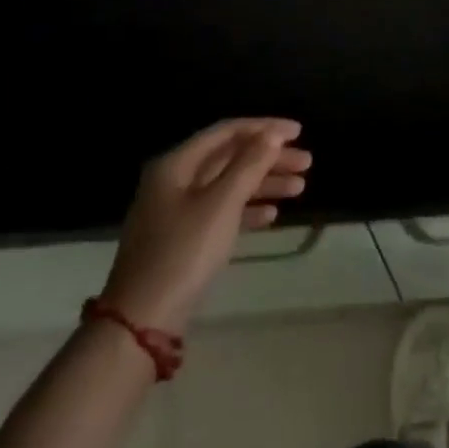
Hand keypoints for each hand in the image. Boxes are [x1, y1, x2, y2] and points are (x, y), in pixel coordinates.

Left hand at [99, 118, 310, 333]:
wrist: (142, 320)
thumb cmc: (184, 252)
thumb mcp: (221, 204)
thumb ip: (249, 165)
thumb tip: (272, 135)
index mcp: (177, 164)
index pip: (226, 131)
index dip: (264, 128)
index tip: (298, 131)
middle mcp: (175, 180)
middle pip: (229, 157)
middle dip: (269, 158)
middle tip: (306, 163)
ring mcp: (177, 210)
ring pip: (228, 185)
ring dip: (264, 183)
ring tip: (300, 188)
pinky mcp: (183, 238)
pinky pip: (221, 211)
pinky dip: (247, 209)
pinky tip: (272, 216)